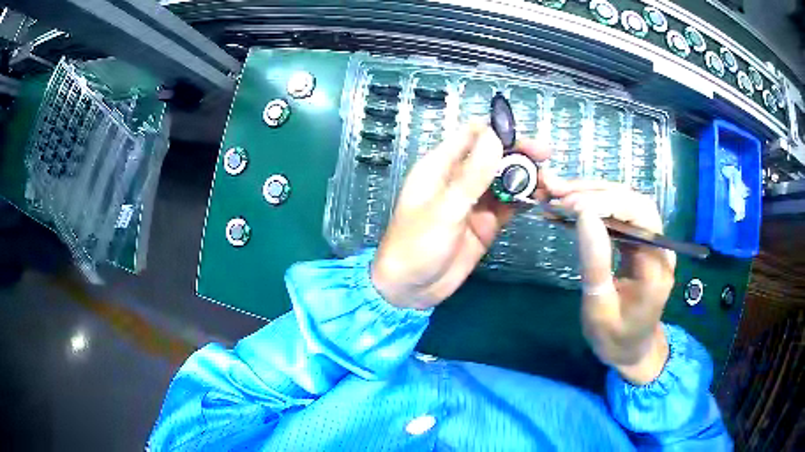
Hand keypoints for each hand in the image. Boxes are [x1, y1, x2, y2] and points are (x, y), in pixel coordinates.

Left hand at [371, 124, 549, 309]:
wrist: (410, 290)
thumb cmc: (417, 245)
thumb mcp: (445, 209)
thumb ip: (472, 175)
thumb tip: (495, 137)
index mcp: (441, 166)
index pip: (471, 135)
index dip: (497, 131)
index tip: (523, 139)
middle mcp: (459, 179)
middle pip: (493, 155)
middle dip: (519, 154)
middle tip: (546, 159)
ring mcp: (474, 202)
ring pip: (504, 180)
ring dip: (526, 177)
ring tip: (550, 182)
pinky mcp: (486, 223)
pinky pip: (508, 205)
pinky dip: (524, 200)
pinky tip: (541, 199)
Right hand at [545, 180, 676, 383]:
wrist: (632, 351)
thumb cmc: (615, 338)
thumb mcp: (599, 309)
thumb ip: (595, 262)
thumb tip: (583, 215)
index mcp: (656, 266)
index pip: (637, 216)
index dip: (605, 203)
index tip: (569, 204)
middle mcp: (659, 246)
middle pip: (633, 201)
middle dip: (595, 192)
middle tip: (558, 191)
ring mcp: (651, 242)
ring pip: (626, 203)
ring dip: (593, 194)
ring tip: (559, 194)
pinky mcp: (640, 243)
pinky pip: (620, 216)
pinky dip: (595, 207)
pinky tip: (572, 207)